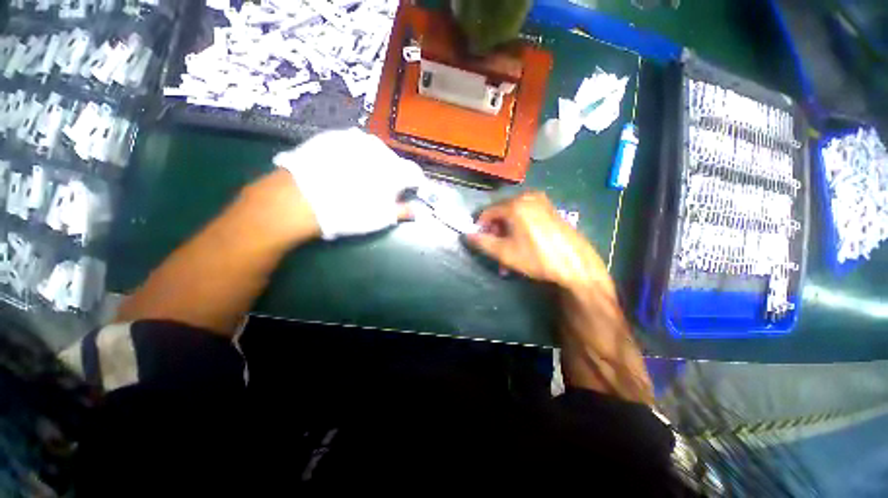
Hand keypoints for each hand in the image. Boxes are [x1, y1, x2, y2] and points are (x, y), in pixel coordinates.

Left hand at [274, 128, 426, 239]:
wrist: (300, 199)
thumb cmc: (348, 212)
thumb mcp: (381, 218)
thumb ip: (403, 211)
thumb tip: (417, 210)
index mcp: (395, 169)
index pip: (415, 173)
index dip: (414, 184)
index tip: (409, 191)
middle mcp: (379, 148)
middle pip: (394, 161)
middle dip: (392, 174)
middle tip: (381, 189)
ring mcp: (355, 138)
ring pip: (374, 151)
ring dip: (373, 163)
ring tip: (360, 177)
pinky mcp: (334, 135)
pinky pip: (353, 145)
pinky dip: (354, 156)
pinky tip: (342, 168)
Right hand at [465, 192, 612, 294]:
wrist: (576, 264)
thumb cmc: (536, 257)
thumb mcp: (504, 253)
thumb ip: (482, 242)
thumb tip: (466, 235)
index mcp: (515, 205)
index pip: (488, 211)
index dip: (480, 226)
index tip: (480, 240)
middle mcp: (527, 197)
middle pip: (502, 212)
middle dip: (496, 232)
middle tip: (495, 250)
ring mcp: (542, 202)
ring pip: (514, 215)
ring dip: (507, 233)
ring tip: (508, 253)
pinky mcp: (551, 209)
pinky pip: (527, 215)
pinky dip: (520, 228)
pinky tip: (522, 245)